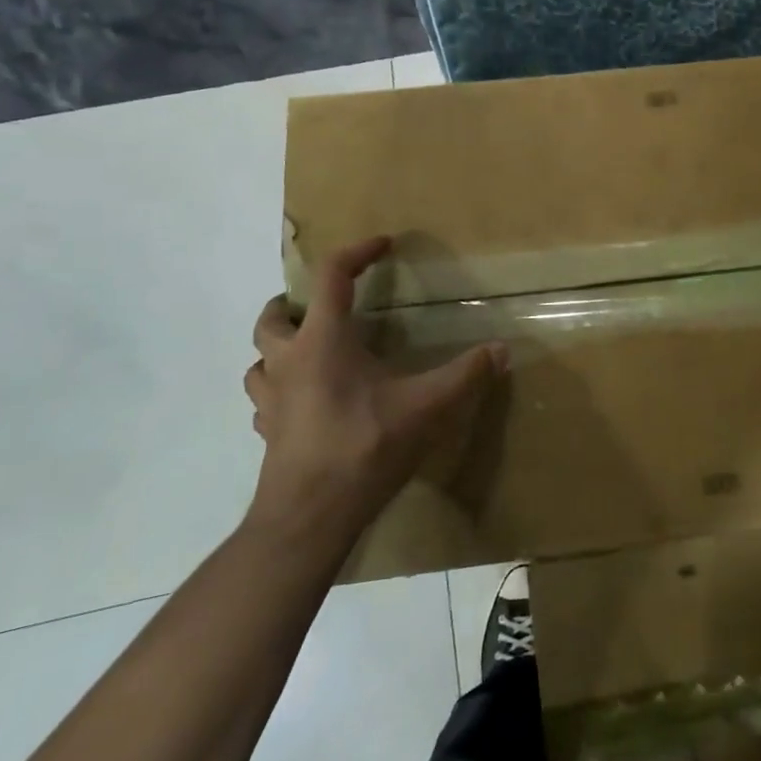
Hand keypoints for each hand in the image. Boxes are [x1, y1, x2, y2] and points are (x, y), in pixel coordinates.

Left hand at [245, 237, 505, 551]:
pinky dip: (280, 390)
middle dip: (292, 303)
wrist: (310, 516)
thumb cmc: (364, 447)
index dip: (356, 252)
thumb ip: (466, 375)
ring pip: (258, 360)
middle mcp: (288, 362)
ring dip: (279, 348)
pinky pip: (265, 400)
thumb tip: (502, 349)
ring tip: (310, 353)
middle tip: (322, 306)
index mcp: (323, 342)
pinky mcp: (269, 433)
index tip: (382, 244)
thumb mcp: (427, 406)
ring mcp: (272, 400)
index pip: (331, 276)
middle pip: (271, 318)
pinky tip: (306, 403)